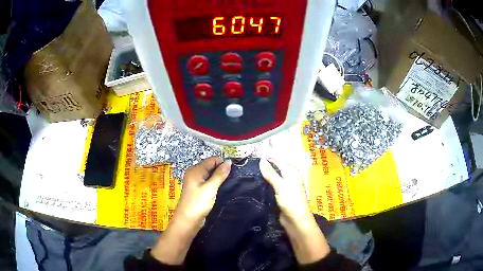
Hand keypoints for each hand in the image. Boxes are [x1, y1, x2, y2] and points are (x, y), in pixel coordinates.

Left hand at [151, 157, 230, 264]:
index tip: (235, 170)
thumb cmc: (198, 203)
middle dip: (221, 170)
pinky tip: (222, 189)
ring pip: (210, 175)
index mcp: (195, 170)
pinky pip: (208, 183)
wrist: (188, 220)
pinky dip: (215, 184)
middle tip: (234, 177)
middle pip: (210, 166)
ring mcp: (195, 183)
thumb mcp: (210, 188)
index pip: (212, 160)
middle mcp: (194, 174)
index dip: (223, 163)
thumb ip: (220, 174)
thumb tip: (229, 161)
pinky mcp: (198, 191)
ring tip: (230, 183)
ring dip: (219, 178)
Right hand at [259, 158, 329, 263]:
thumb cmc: (291, 200)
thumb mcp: (280, 185)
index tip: (254, 152)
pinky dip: (264, 183)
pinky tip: (255, 182)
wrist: (296, 220)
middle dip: (265, 164)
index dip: (268, 155)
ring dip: (263, 174)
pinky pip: (271, 186)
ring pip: (272, 177)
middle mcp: (289, 177)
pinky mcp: (280, 195)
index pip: (278, 159)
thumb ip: (271, 173)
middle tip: (249, 161)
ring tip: (249, 169)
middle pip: (275, 167)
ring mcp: (284, 186)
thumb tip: (261, 160)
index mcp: (292, 171)